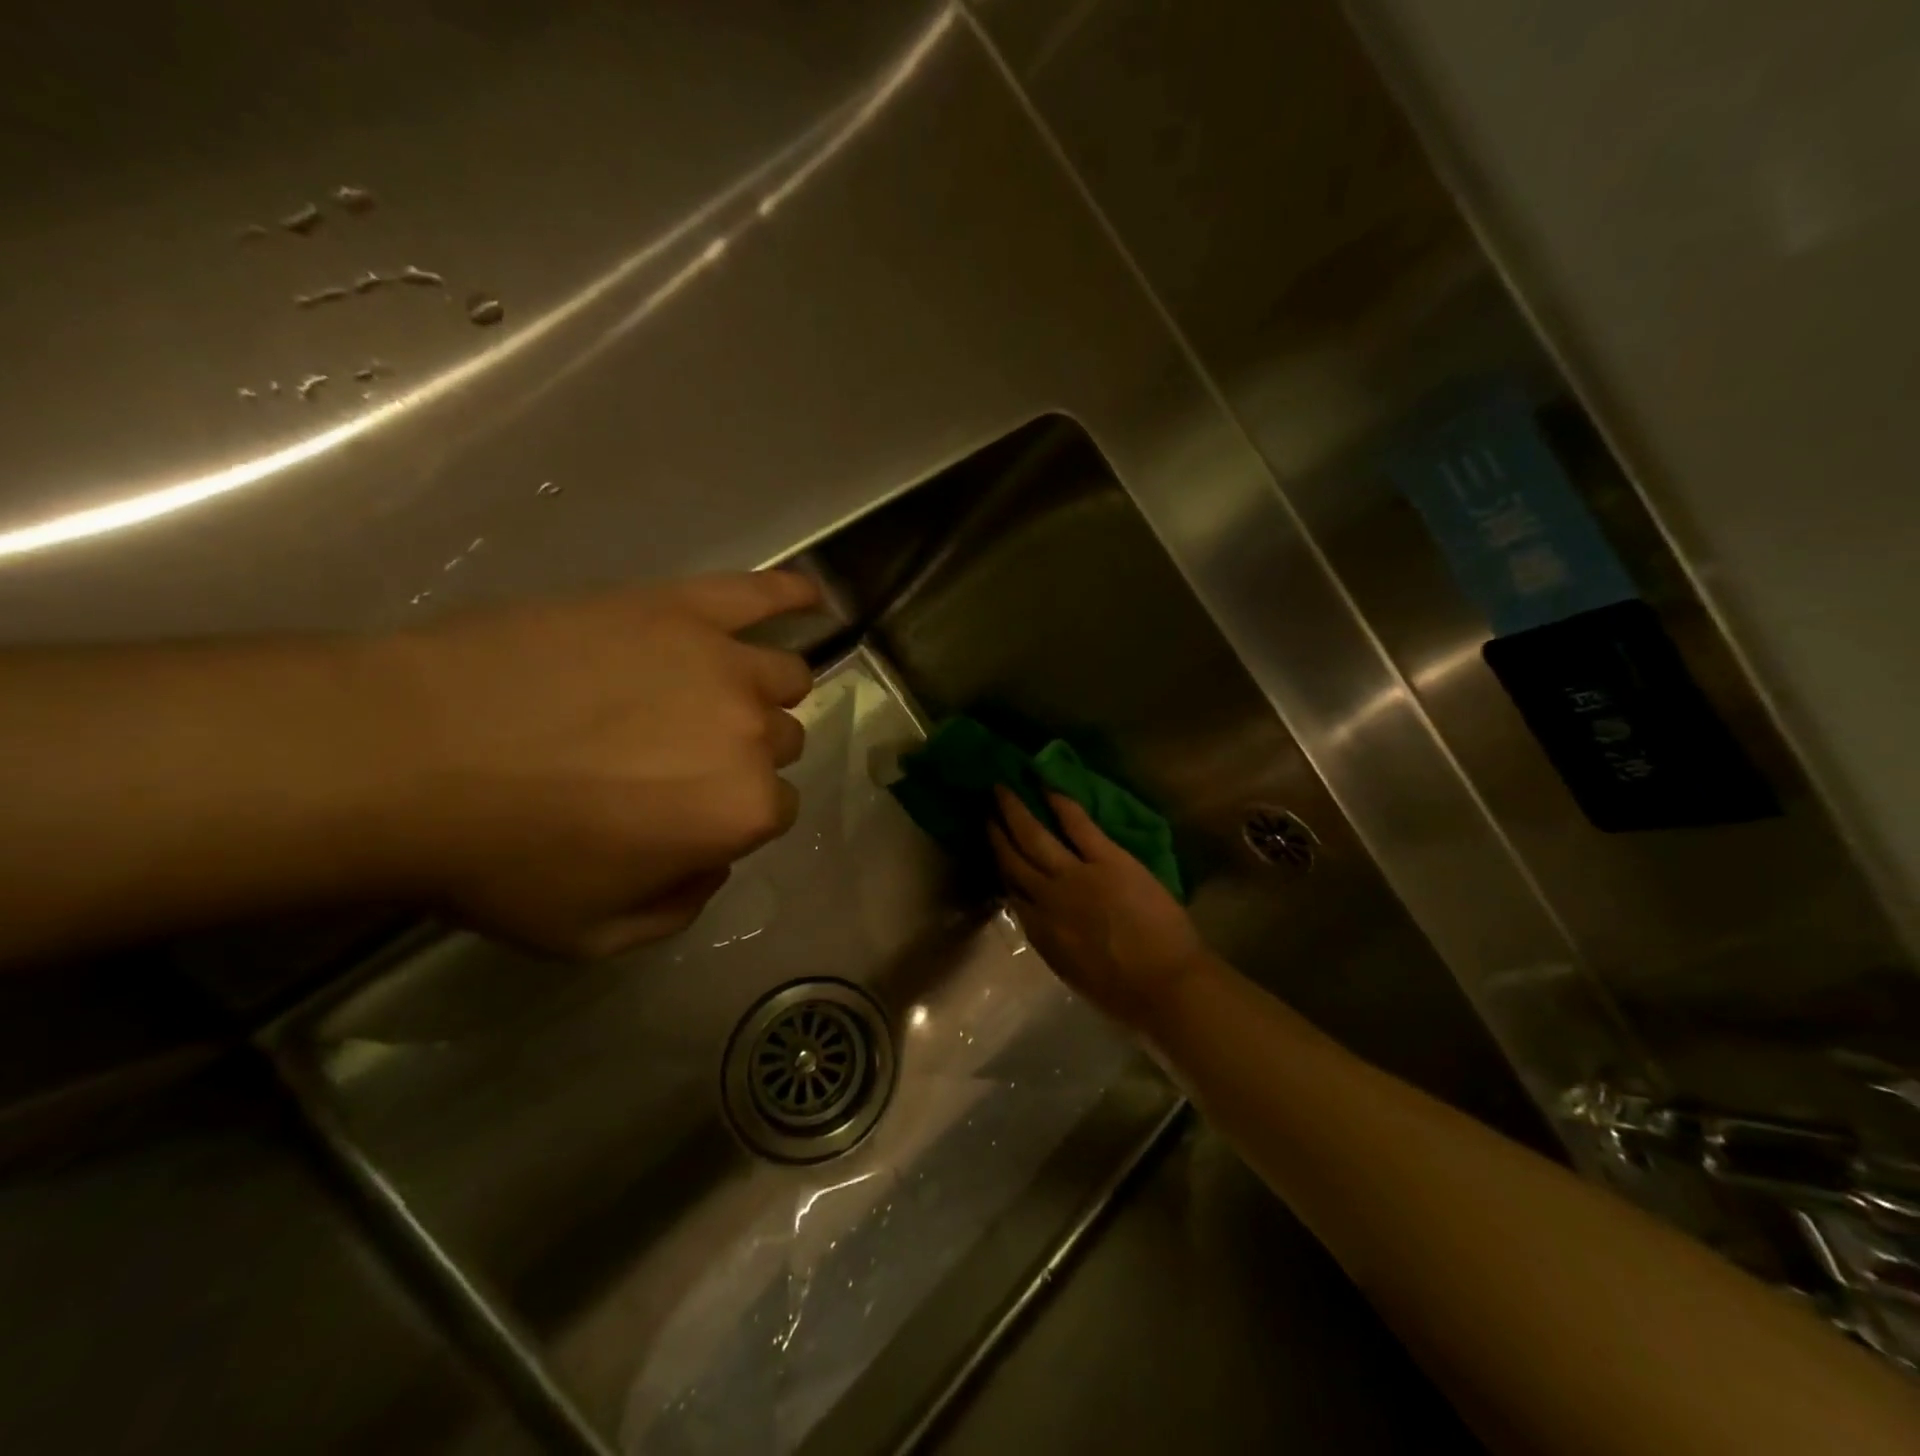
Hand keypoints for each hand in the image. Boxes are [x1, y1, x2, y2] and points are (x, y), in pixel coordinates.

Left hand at [372, 570, 819, 957]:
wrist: (410, 756)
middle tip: (681, 757)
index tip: (688, 815)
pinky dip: (790, 594)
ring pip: (782, 675)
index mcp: (742, 811)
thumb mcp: (596, 933)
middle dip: (745, 754)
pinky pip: (758, 592)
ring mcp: (721, 661)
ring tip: (718, 693)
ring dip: (763, 692)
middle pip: (782, 740)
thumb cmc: (503, 857)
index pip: (774, 810)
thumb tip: (712, 863)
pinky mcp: (679, 608)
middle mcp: (753, 733)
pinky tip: (808, 595)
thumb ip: (680, 907)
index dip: (732, 817)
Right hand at [988, 786, 1204, 1029]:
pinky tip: (1047, 788)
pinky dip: (1062, 804)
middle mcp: (1047, 898)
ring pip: (1035, 837)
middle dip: (997, 834)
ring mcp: (1076, 875)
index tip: (993, 851)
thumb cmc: (1123, 994)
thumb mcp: (1072, 973)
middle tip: (985, 811)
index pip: (1011, 893)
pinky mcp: (1108, 859)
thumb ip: (1053, 942)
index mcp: (1040, 932)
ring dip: (1016, 811)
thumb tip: (1044, 922)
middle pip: (1013, 860)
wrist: (1165, 986)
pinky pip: (1078, 825)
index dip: (1000, 869)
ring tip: (1002, 790)